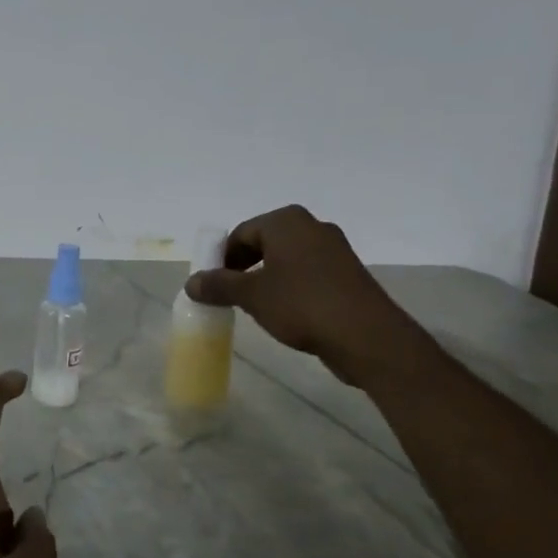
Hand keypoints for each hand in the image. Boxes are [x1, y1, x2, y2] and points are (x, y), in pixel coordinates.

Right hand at [185, 204, 419, 384]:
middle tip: (229, 294)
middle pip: (264, 243)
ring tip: (254, 306)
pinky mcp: (348, 274)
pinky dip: (290, 286)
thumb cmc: (302, 305)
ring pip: (286, 259)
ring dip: (266, 278)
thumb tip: (191, 282)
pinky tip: (285, 312)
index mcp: (286, 221)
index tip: (210, 284)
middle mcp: (312, 226)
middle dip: (243, 267)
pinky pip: (307, 273)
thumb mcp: (251, 296)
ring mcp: (334, 249)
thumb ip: (218, 285)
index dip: (221, 259)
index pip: (241, 234)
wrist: (367, 336)